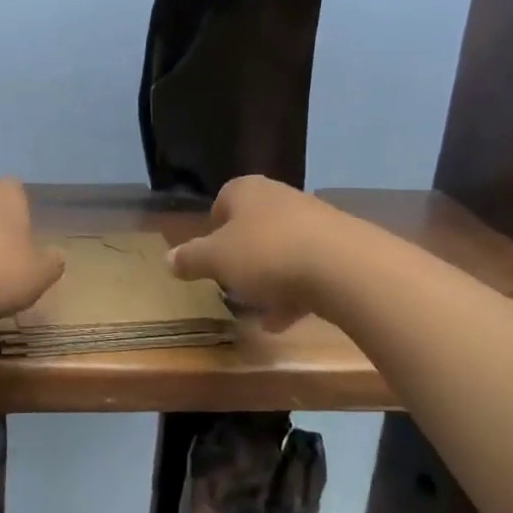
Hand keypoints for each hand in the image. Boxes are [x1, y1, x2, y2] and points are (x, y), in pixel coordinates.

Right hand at [168, 176, 348, 331]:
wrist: (344, 267)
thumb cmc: (267, 254)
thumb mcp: (216, 260)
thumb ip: (191, 259)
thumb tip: (168, 259)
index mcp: (246, 191)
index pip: (223, 201)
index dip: (213, 230)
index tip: (210, 258)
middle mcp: (280, 197)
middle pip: (254, 227)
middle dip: (242, 258)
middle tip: (232, 285)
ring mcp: (314, 221)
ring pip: (282, 250)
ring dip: (269, 280)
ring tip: (259, 312)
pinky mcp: (340, 248)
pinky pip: (308, 269)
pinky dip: (295, 293)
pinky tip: (285, 321)